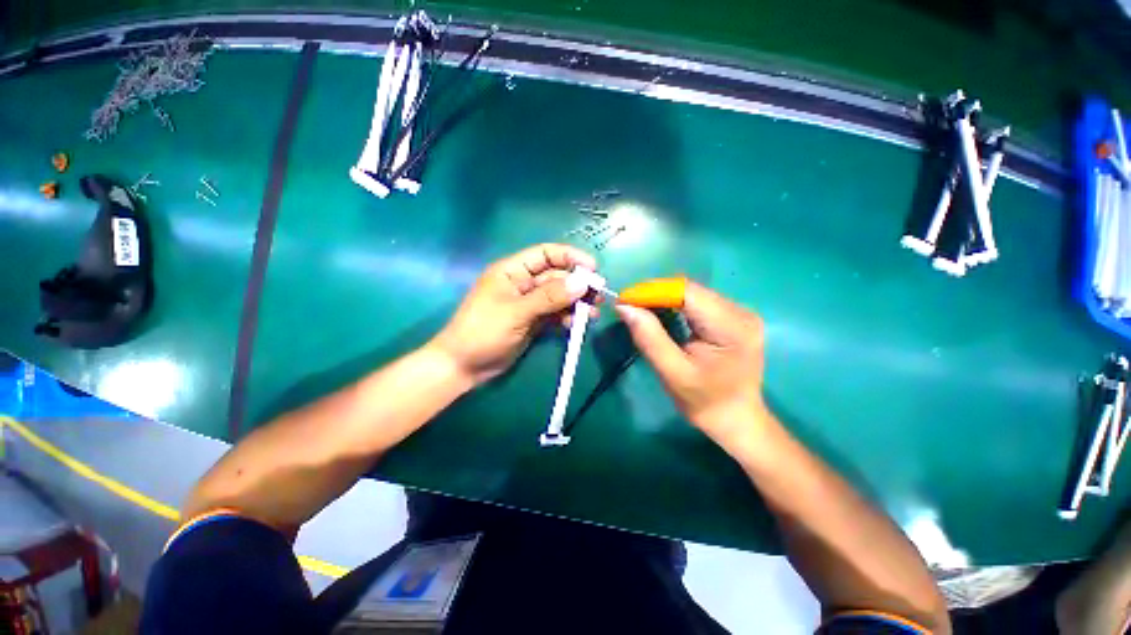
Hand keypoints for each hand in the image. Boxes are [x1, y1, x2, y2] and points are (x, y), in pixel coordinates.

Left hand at [431, 244, 597, 385]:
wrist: (465, 366)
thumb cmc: (483, 331)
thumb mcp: (516, 311)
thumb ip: (549, 297)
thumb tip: (581, 283)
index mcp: (513, 271)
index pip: (545, 254)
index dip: (570, 257)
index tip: (592, 269)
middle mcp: (523, 283)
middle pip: (556, 276)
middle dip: (577, 284)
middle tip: (597, 296)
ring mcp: (529, 303)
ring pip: (559, 297)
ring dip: (575, 303)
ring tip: (592, 313)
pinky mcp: (533, 321)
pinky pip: (555, 314)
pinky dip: (566, 317)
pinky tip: (575, 324)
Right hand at [616, 281, 771, 452]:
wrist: (735, 419)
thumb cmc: (703, 402)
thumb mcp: (672, 373)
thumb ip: (649, 337)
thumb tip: (624, 306)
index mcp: (731, 327)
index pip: (687, 292)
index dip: (652, 291)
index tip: (624, 299)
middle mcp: (741, 312)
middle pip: (690, 290)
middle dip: (655, 294)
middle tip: (628, 305)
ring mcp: (740, 312)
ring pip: (693, 293)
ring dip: (664, 297)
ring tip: (640, 308)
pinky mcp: (735, 316)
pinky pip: (699, 301)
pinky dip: (676, 304)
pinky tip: (661, 312)